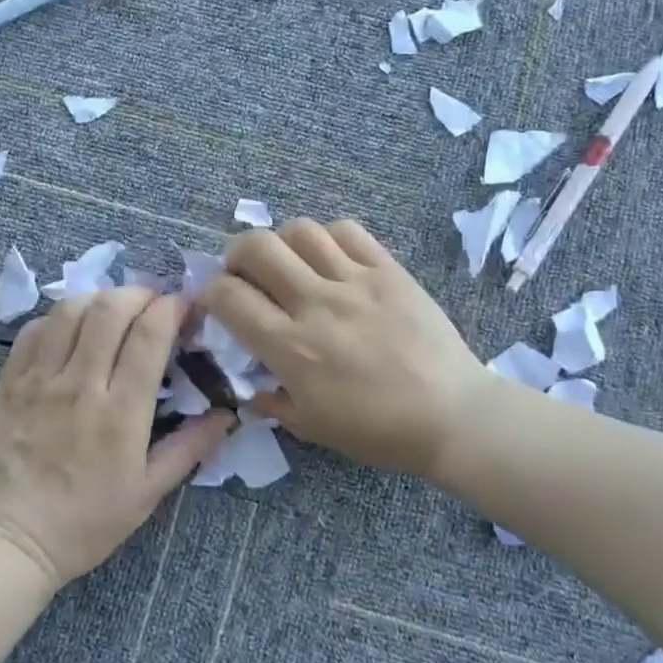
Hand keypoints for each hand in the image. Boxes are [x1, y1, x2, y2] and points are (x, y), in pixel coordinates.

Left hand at [0, 287, 233, 589]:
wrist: (9, 541)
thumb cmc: (85, 523)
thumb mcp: (148, 493)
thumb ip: (190, 448)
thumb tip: (228, 415)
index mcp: (121, 412)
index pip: (150, 335)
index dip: (173, 308)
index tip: (185, 307)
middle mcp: (80, 385)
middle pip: (111, 309)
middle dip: (140, 293)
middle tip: (153, 304)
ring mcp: (39, 380)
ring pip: (70, 310)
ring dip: (100, 298)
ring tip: (114, 311)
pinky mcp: (9, 382)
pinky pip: (34, 330)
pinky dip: (59, 317)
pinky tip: (72, 329)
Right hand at [201, 219, 488, 478]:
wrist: (452, 416)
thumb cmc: (379, 431)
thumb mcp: (312, 428)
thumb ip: (272, 403)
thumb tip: (250, 390)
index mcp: (291, 347)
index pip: (229, 296)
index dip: (210, 291)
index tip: (216, 300)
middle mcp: (316, 304)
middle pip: (257, 247)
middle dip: (236, 253)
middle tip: (245, 272)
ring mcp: (355, 281)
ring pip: (300, 230)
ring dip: (282, 242)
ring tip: (290, 262)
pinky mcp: (389, 270)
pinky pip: (348, 231)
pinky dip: (328, 237)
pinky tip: (331, 258)